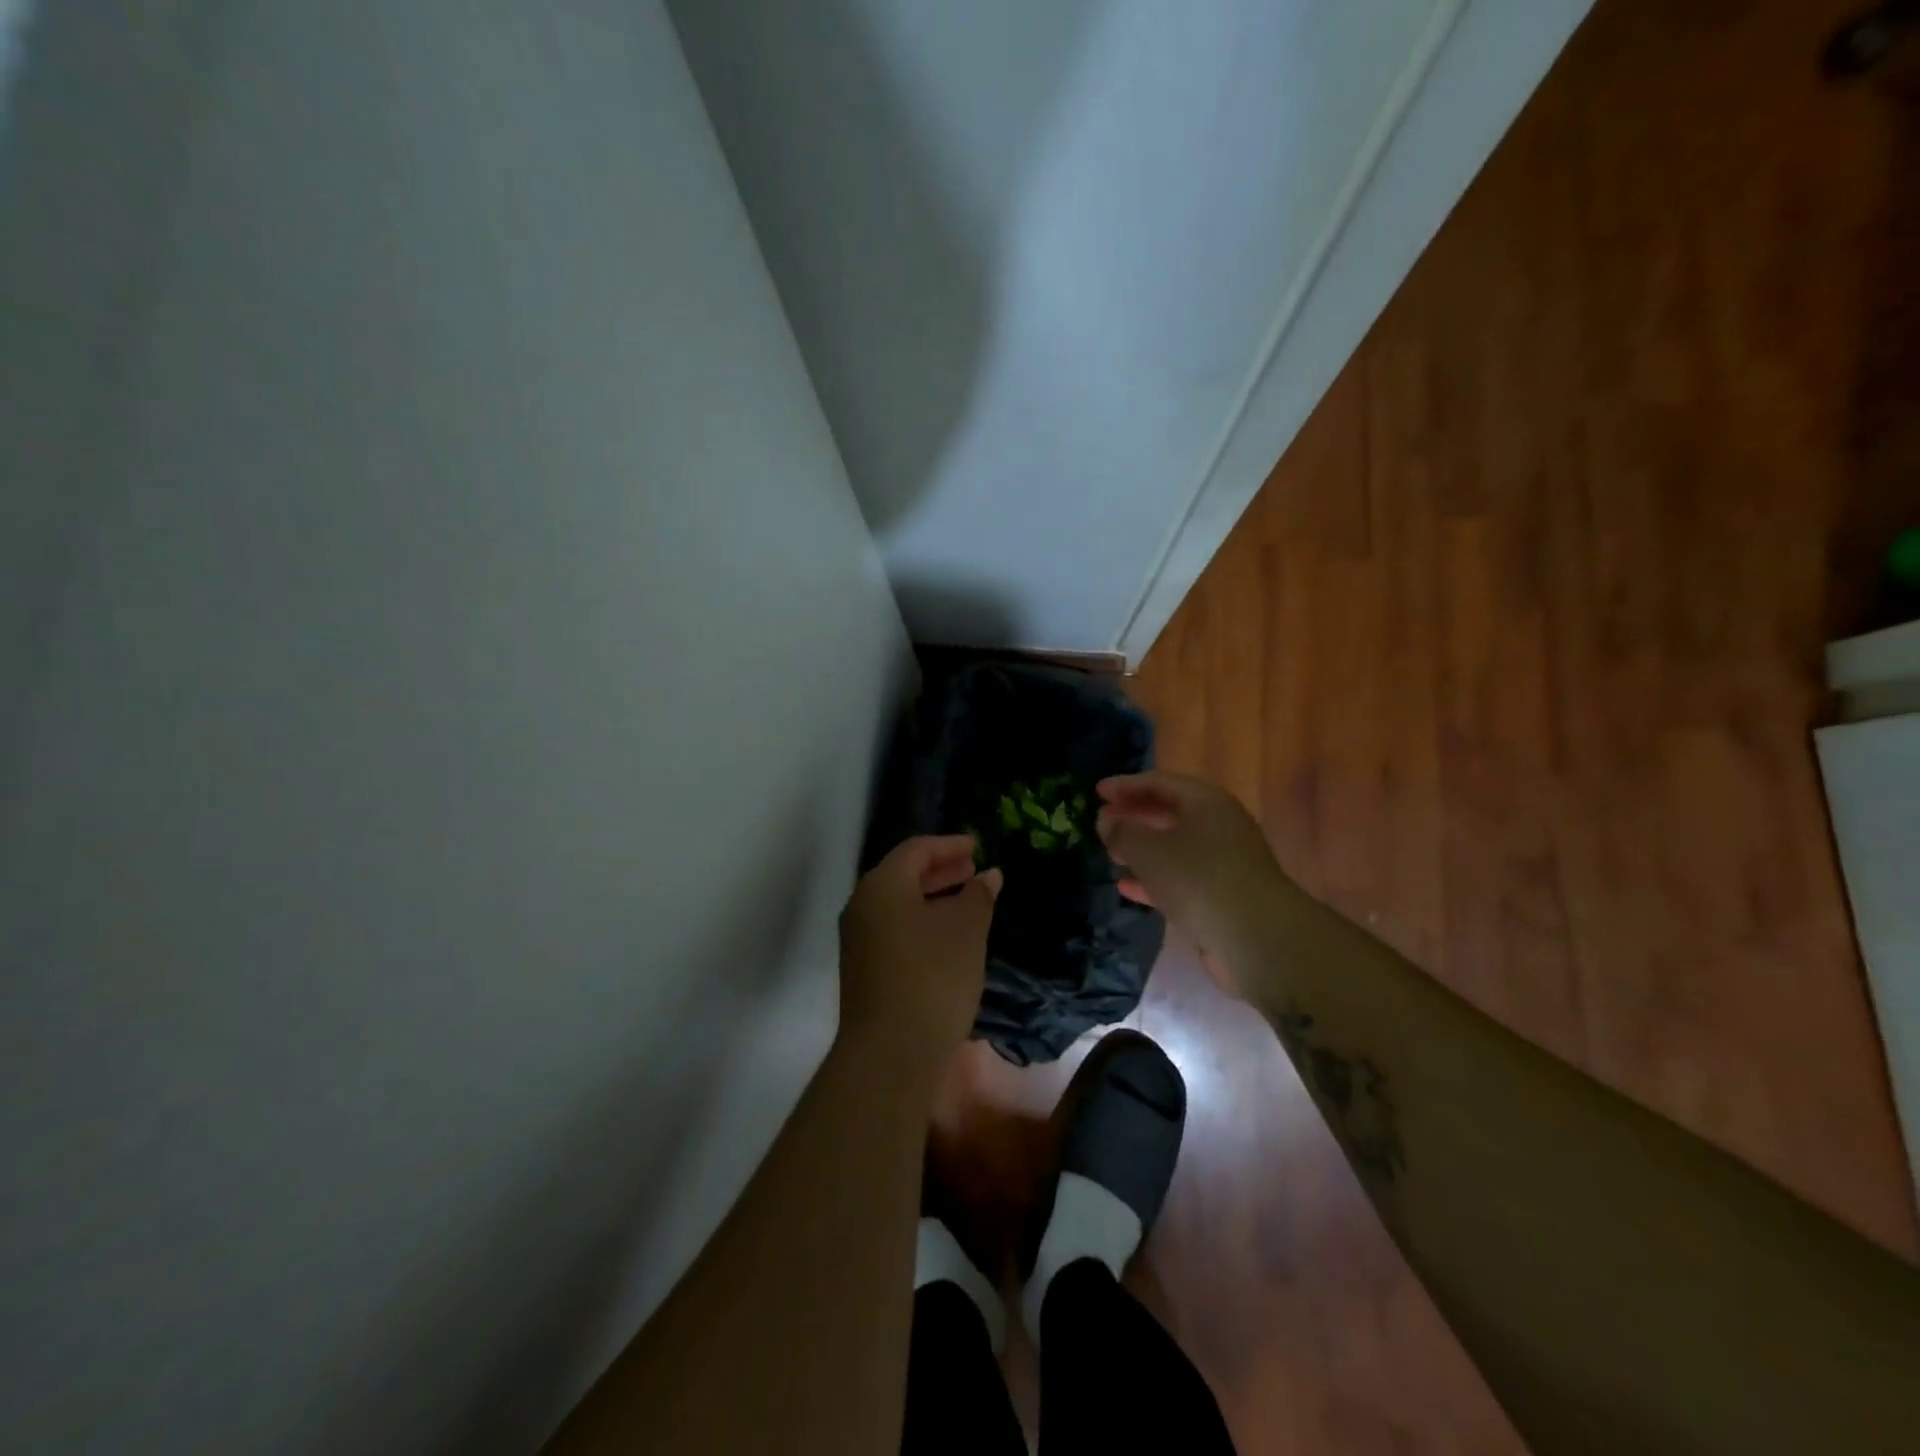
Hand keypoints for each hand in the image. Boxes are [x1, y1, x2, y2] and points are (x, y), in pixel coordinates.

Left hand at [838, 836, 1000, 1060]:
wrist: (890, 1053)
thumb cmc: (932, 977)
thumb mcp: (966, 930)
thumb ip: (978, 896)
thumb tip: (988, 876)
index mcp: (882, 886)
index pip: (916, 850)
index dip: (949, 845)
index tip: (977, 846)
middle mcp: (862, 906)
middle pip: (903, 875)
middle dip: (941, 870)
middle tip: (973, 870)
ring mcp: (859, 941)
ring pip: (898, 905)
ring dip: (932, 898)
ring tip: (967, 903)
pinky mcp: (863, 970)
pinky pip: (895, 930)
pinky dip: (922, 923)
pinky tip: (948, 938)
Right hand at [1096, 770, 1290, 999]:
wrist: (1258, 939)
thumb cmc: (1199, 880)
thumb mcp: (1149, 851)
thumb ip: (1122, 832)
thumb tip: (1106, 820)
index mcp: (1206, 802)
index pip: (1160, 782)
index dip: (1126, 784)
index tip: (1096, 791)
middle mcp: (1219, 826)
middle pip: (1170, 812)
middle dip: (1135, 815)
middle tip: (1103, 820)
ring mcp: (1225, 862)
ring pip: (1175, 846)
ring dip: (1142, 848)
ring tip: (1110, 854)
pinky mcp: (1224, 895)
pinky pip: (1182, 877)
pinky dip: (1154, 878)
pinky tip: (1127, 887)